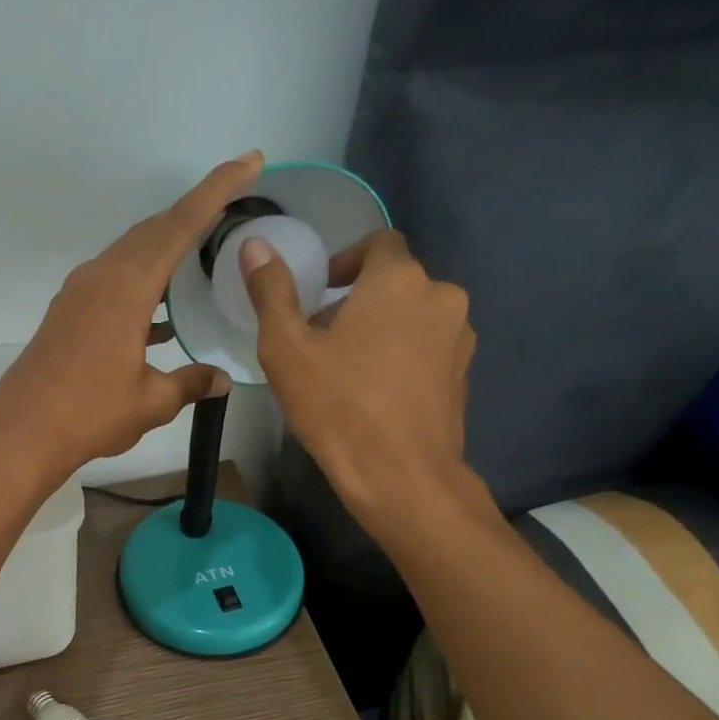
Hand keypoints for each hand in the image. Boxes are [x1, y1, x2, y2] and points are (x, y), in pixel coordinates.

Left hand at [0, 152, 262, 482]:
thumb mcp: (151, 401)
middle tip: (230, 205)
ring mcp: (78, 294)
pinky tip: (158, 318)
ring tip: (198, 257)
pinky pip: (112, 283)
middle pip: (153, 231)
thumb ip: (190, 383)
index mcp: (126, 287)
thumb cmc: (89, 414)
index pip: (180, 224)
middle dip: (193, 213)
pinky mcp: (66, 314)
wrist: (22, 433)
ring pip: (129, 256)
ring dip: (164, 250)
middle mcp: (100, 278)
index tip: (249, 162)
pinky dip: (141, 287)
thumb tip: (221, 378)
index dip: (217, 190)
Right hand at [241, 228, 480, 538]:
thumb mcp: (286, 349)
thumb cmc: (337, 406)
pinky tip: (373, 394)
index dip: (345, 262)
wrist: (401, 475)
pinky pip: (426, 348)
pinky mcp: (464, 374)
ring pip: (411, 316)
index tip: (318, 295)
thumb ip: (272, 292)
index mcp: (399, 279)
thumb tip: (254, 244)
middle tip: (319, 341)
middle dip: (356, 302)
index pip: (377, 243)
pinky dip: (400, 357)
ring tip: (345, 371)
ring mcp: (459, 337)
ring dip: (379, 330)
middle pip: (393, 282)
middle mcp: (441, 295)